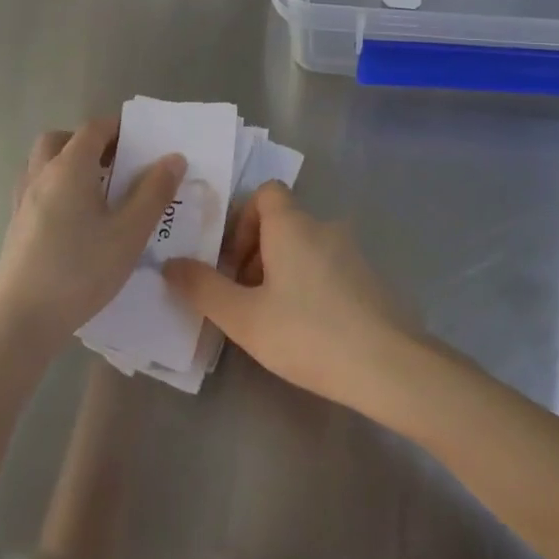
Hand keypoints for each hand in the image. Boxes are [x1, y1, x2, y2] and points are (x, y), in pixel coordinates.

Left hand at [0, 119, 185, 352]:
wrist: (20, 322)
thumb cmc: (80, 271)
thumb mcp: (130, 233)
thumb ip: (154, 192)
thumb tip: (174, 158)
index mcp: (69, 168)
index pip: (93, 129)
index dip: (118, 127)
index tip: (142, 141)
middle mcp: (41, 175)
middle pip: (59, 139)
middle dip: (88, 142)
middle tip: (115, 164)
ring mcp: (22, 201)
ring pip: (42, 164)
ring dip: (67, 163)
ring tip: (97, 191)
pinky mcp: (14, 227)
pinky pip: (35, 189)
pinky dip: (55, 188)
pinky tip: (74, 220)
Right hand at [163, 183, 423, 413]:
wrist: (388, 365)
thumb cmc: (308, 333)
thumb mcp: (244, 317)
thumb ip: (203, 288)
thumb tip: (170, 264)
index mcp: (293, 225)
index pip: (266, 193)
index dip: (243, 220)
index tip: (233, 262)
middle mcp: (324, 227)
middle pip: (283, 223)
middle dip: (257, 254)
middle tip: (245, 298)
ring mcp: (352, 252)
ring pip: (306, 247)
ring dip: (283, 272)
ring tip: (274, 319)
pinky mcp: (370, 278)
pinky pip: (329, 268)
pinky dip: (311, 285)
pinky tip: (309, 329)